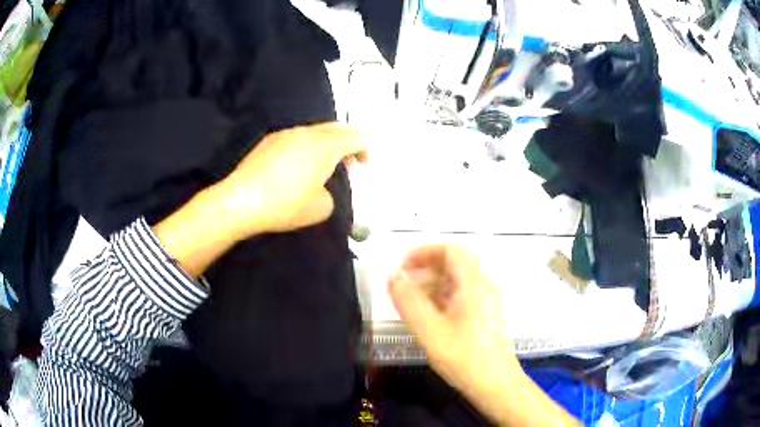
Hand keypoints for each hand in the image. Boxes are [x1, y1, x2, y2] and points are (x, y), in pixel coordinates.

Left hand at [215, 122, 366, 238]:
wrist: (240, 201)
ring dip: (325, 145)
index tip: (363, 164)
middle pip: (336, 128)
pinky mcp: (268, 141)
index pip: (355, 137)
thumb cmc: (285, 205)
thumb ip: (331, 195)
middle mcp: (306, 133)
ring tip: (320, 167)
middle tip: (346, 164)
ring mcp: (285, 134)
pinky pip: (296, 138)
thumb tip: (322, 190)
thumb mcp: (320, 209)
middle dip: (347, 143)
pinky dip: (305, 147)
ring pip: (314, 132)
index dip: (365, 149)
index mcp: (325, 146)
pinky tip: (295, 168)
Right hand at [388, 245, 521, 417]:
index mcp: (474, 284)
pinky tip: (428, 314)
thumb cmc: (465, 358)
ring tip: (410, 300)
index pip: (450, 250)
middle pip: (454, 263)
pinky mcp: (486, 314)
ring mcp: (487, 300)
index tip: (402, 265)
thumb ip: (409, 302)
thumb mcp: (430, 331)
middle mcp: (484, 286)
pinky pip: (462, 295)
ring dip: (432, 284)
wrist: (495, 384)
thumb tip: (393, 277)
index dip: (424, 252)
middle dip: (425, 269)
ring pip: (457, 280)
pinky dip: (442, 297)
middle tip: (402, 283)